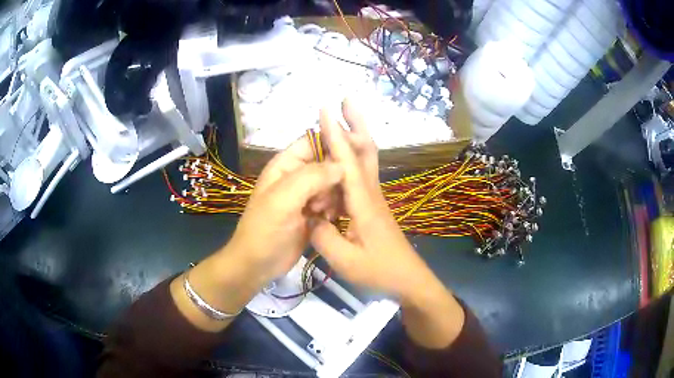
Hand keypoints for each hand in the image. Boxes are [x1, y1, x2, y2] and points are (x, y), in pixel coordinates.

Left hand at [228, 136, 342, 284]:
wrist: (258, 265)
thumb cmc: (264, 230)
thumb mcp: (283, 200)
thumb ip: (311, 178)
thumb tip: (342, 165)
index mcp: (286, 164)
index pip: (314, 141)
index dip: (334, 143)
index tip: (355, 155)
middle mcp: (297, 175)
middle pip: (328, 163)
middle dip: (336, 177)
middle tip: (328, 199)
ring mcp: (306, 195)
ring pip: (333, 184)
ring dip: (335, 196)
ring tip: (324, 213)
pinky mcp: (314, 213)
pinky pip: (333, 202)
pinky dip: (335, 208)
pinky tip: (329, 219)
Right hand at [310, 99, 436, 301]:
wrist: (408, 279)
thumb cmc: (379, 271)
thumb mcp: (344, 261)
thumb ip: (322, 236)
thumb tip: (309, 216)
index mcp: (363, 204)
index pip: (346, 162)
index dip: (334, 135)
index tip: (325, 109)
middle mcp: (370, 194)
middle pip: (366, 150)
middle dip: (356, 123)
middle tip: (346, 100)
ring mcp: (374, 199)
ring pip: (366, 160)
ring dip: (355, 136)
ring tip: (343, 120)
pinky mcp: (373, 207)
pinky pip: (361, 175)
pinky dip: (352, 158)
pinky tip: (341, 159)